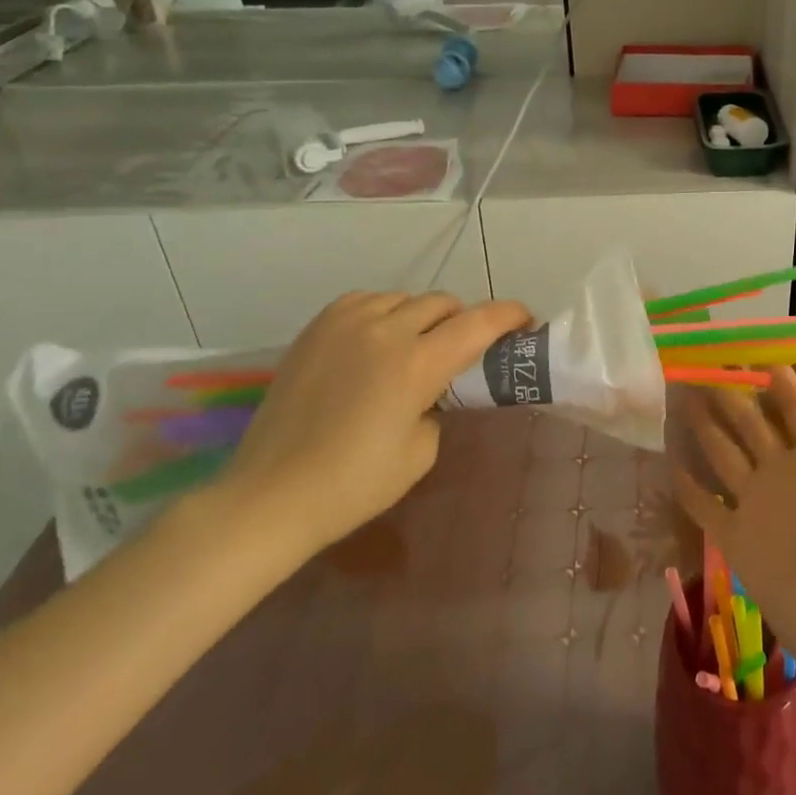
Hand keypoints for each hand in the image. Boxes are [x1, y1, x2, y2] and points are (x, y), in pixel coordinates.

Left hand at [216, 290, 531, 561]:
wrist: (269, 497)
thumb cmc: (353, 485)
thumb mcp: (420, 452)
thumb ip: (438, 406)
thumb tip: (431, 390)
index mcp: (416, 364)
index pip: (478, 323)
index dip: (509, 316)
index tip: (526, 320)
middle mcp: (385, 331)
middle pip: (443, 304)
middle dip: (464, 319)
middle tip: (466, 347)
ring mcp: (345, 324)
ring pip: (404, 298)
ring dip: (423, 316)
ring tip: (418, 343)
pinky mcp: (317, 328)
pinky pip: (366, 301)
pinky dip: (384, 312)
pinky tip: (378, 339)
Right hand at [674, 353, 795, 700]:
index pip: (790, 400)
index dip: (769, 371)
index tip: (739, 341)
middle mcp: (785, 470)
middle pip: (748, 421)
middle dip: (724, 391)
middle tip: (692, 360)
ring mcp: (759, 505)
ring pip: (723, 455)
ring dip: (703, 428)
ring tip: (676, 395)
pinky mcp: (738, 541)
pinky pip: (706, 507)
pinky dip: (688, 486)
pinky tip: (668, 462)